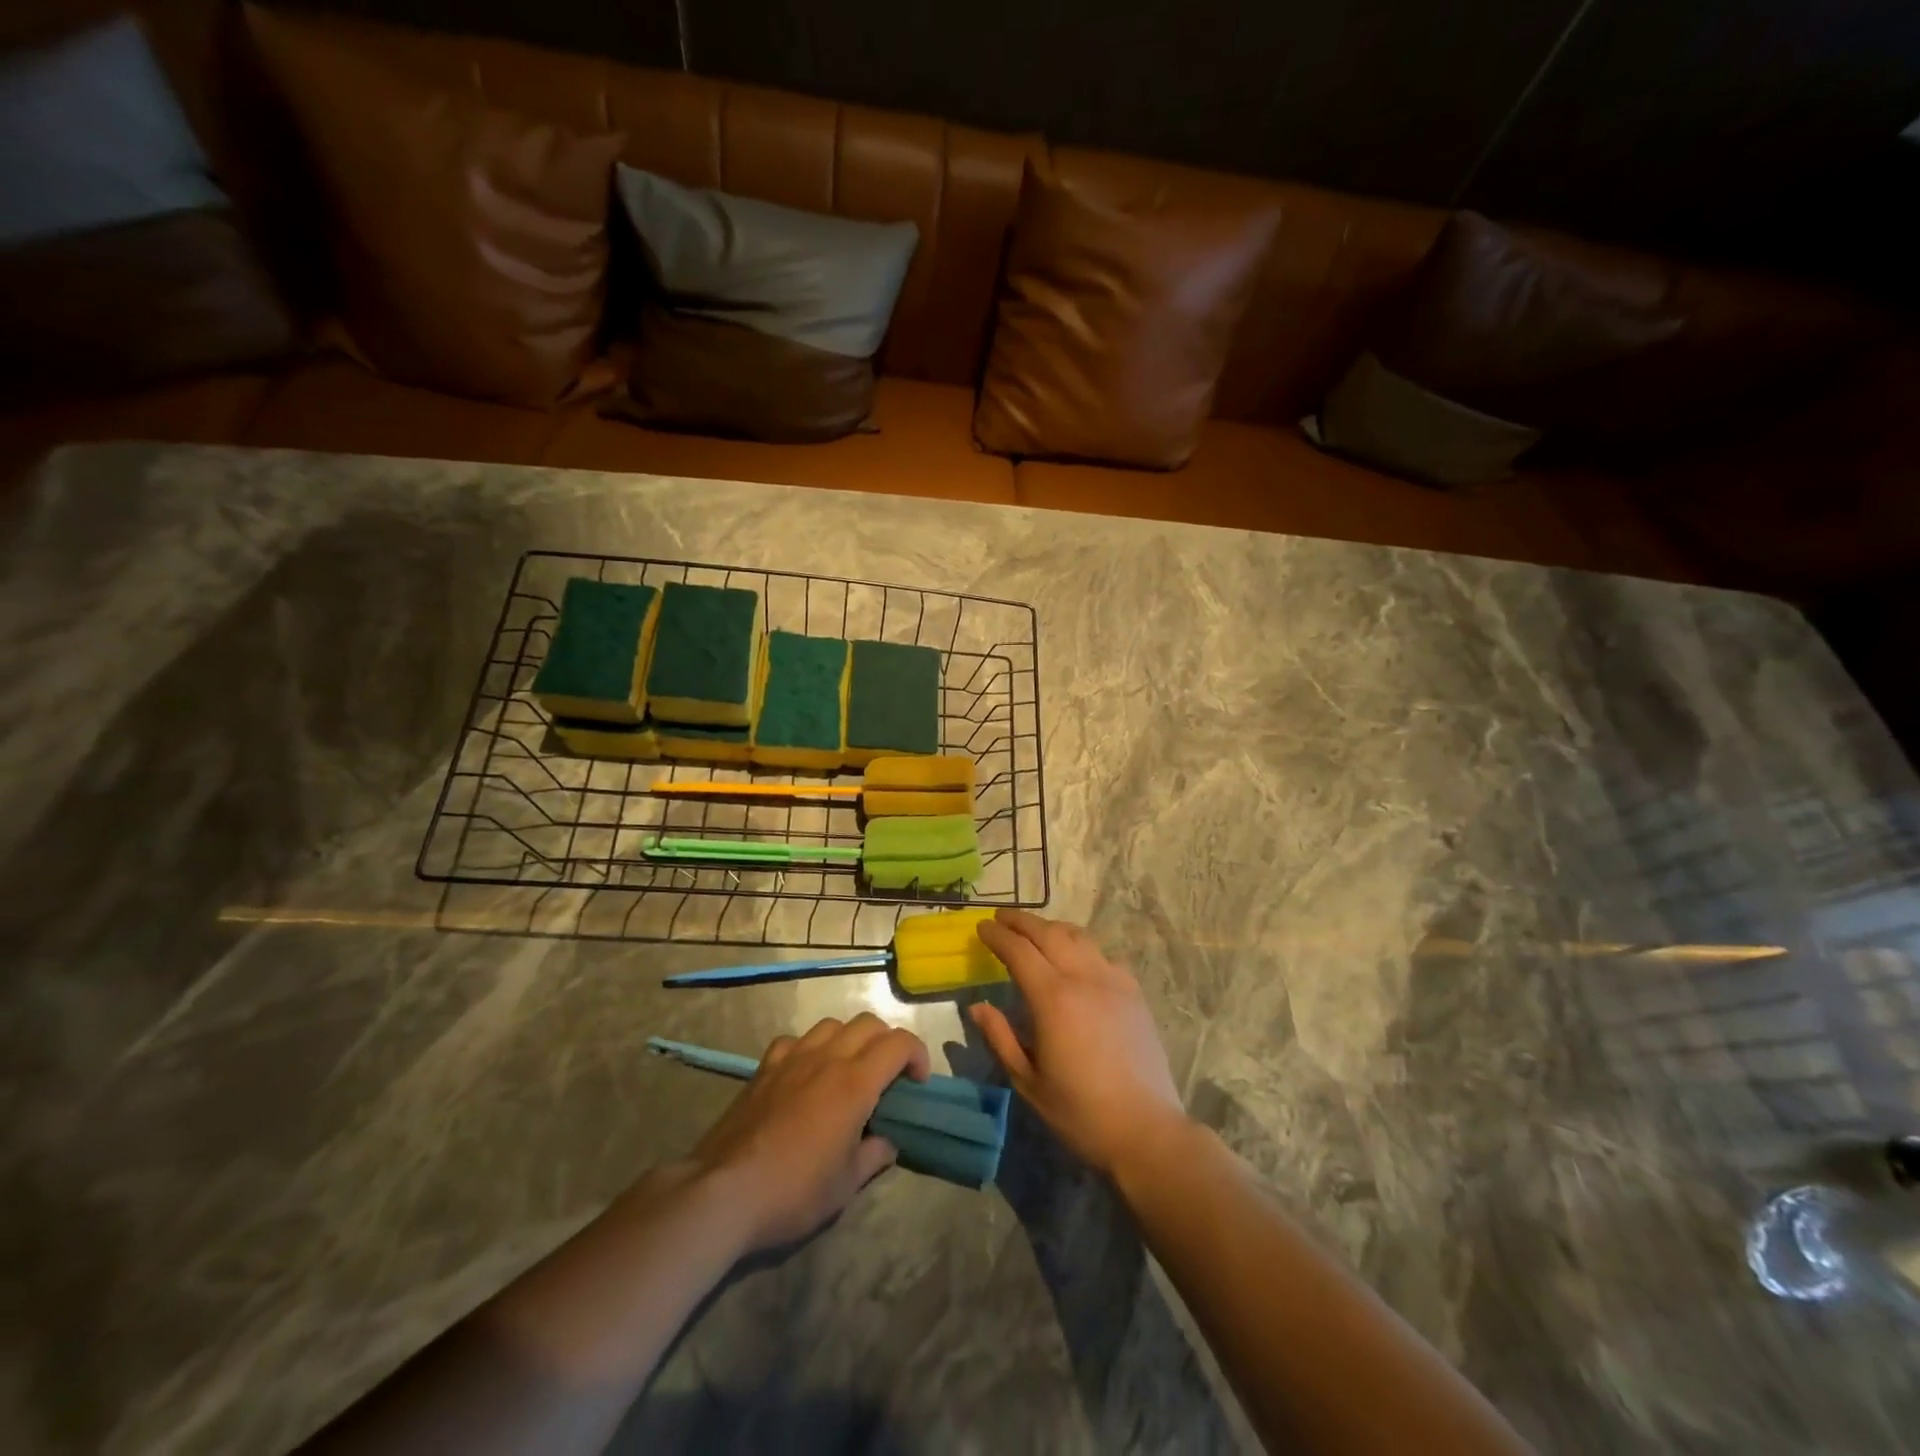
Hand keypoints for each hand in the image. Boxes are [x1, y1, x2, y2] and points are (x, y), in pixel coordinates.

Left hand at [690, 1013, 929, 1251]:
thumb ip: (873, 1156)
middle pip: (868, 1024)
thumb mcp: (846, 1185)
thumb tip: (887, 1142)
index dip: (917, 1054)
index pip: (899, 1043)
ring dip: (849, 1039)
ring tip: (848, 1070)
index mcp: (855, 1082)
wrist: (725, 1191)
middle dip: (887, 1042)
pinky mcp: (764, 1067)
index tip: (918, 1082)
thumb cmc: (794, 1191)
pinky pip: (795, 1040)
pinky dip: (809, 1048)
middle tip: (889, 1076)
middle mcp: (827, 1057)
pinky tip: (805, 1074)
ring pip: (832, 1024)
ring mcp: (792, 1058)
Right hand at [971, 909, 1187, 1177]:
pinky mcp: (1134, 992)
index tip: (981, 927)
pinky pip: (1102, 955)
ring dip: (1051, 928)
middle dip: (1021, 921)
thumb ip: (1001, 1038)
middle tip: (1001, 917)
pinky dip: (1080, 947)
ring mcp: (1113, 981)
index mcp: (1053, 998)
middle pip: (1048, 933)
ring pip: (1078, 937)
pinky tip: (1075, 959)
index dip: (997, 935)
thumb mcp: (1028, 1082)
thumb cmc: (1080, 1112)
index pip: (1019, 950)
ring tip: (1034, 931)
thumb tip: (977, 1007)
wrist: (1147, 1130)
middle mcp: (1083, 977)